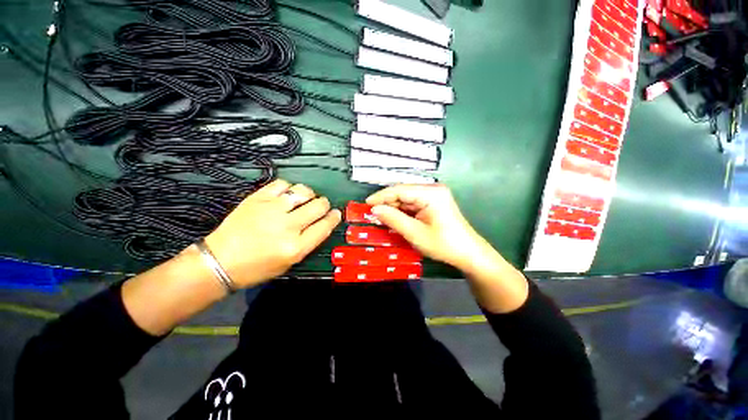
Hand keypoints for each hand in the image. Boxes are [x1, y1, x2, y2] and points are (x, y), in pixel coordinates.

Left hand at [205, 179, 340, 288]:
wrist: (220, 261)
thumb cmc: (258, 267)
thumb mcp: (290, 262)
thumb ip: (309, 242)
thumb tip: (322, 223)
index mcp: (296, 247)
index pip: (325, 226)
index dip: (334, 217)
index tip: (336, 213)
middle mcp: (287, 226)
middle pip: (318, 206)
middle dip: (324, 204)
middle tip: (321, 206)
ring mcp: (271, 209)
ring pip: (303, 191)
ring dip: (309, 194)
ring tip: (305, 198)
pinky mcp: (257, 198)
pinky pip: (282, 184)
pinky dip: (288, 188)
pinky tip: (286, 194)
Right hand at [366, 184, 527, 312]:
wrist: (469, 253)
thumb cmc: (443, 244)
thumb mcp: (415, 233)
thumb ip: (393, 219)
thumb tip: (374, 210)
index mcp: (430, 193)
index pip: (399, 190)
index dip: (381, 196)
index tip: (366, 204)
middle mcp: (432, 189)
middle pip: (403, 192)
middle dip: (387, 203)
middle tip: (372, 214)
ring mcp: (434, 195)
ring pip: (407, 198)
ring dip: (394, 208)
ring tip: (380, 217)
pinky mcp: (434, 202)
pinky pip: (413, 203)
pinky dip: (403, 211)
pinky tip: (394, 218)